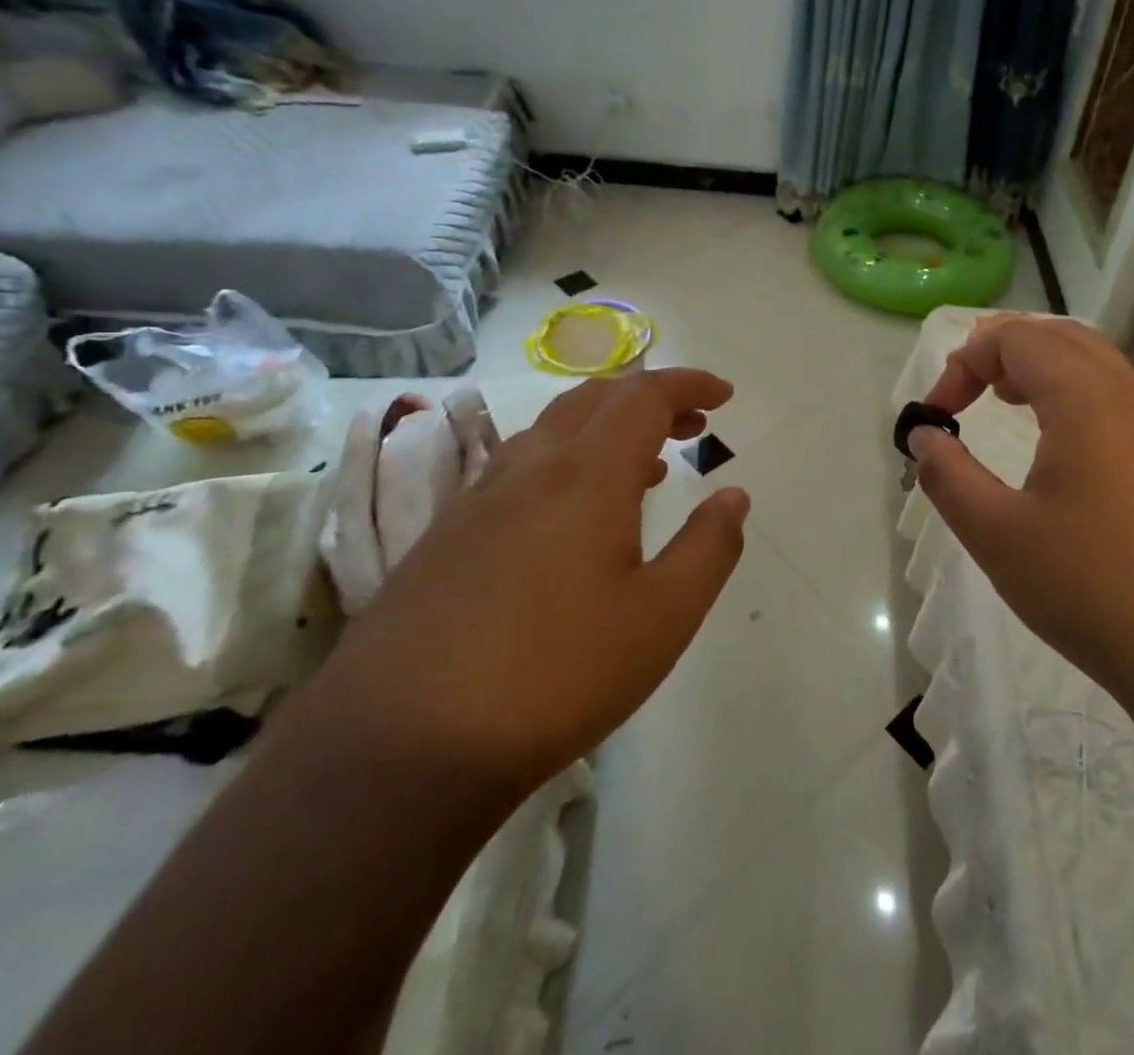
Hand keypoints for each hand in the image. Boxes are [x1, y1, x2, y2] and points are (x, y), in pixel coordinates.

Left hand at [307, 369, 750, 797]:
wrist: (399, 748)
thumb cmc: (557, 676)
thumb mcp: (663, 618)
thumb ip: (709, 548)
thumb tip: (734, 496)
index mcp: (587, 475)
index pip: (644, 396)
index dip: (688, 385)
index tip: (724, 395)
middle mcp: (530, 469)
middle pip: (594, 399)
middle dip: (649, 399)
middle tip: (690, 427)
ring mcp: (478, 501)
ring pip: (550, 430)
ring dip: (605, 429)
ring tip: (643, 467)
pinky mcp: (444, 537)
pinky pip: (518, 468)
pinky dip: (564, 462)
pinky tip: (570, 518)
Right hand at [909, 315, 1133, 701]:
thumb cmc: (1092, 588)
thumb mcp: (997, 534)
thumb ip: (948, 475)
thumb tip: (924, 438)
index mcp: (1089, 399)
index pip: (1017, 339)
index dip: (965, 362)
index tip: (937, 415)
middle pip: (1064, 337)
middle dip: (1007, 350)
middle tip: (971, 389)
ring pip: (1100, 366)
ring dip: (1047, 370)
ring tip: (1009, 403)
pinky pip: (1124, 402)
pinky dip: (1080, 399)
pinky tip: (1066, 453)